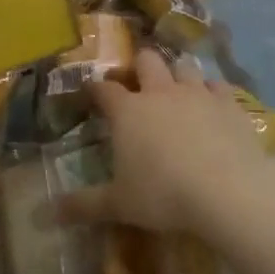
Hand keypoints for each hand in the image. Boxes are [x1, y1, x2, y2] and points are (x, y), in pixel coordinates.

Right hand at [59, 50, 274, 237]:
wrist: (227, 190)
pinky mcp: (228, 102)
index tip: (91, 91)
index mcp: (128, 111)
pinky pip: (217, 85)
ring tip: (177, 88)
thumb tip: (46, 213)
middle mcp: (160, 92)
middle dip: (140, 66)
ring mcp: (196, 92)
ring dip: (178, 73)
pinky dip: (212, 91)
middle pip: (146, 61)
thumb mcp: (119, 205)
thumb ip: (83, 205)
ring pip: (184, 65)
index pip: (104, 89)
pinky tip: (213, 104)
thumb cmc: (164, 195)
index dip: (96, 88)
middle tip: (140, 82)